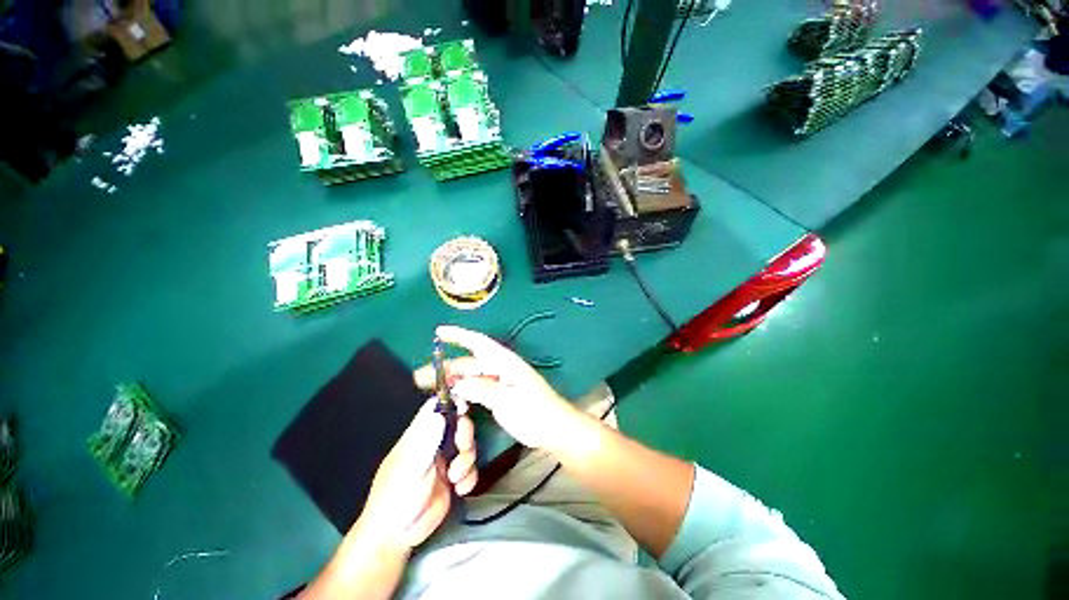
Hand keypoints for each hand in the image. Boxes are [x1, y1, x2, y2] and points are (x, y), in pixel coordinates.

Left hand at [352, 398, 477, 550]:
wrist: (396, 538)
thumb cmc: (395, 499)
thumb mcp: (410, 468)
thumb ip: (426, 441)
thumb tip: (439, 413)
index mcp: (418, 436)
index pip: (435, 408)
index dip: (451, 402)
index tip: (464, 407)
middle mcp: (433, 444)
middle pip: (458, 424)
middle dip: (465, 434)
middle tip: (461, 447)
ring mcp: (444, 461)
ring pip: (467, 446)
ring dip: (467, 460)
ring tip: (455, 478)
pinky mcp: (453, 479)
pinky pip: (470, 469)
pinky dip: (469, 477)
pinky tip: (460, 489)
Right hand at [414, 326, 580, 451]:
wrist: (554, 429)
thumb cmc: (534, 412)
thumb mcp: (506, 400)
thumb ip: (480, 389)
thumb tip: (456, 383)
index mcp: (505, 362)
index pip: (478, 342)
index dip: (458, 335)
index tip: (439, 331)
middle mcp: (501, 367)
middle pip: (470, 362)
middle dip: (447, 367)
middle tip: (421, 377)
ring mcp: (501, 381)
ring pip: (472, 376)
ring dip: (453, 380)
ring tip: (430, 388)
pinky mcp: (501, 394)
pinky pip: (478, 387)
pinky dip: (464, 390)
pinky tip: (452, 398)